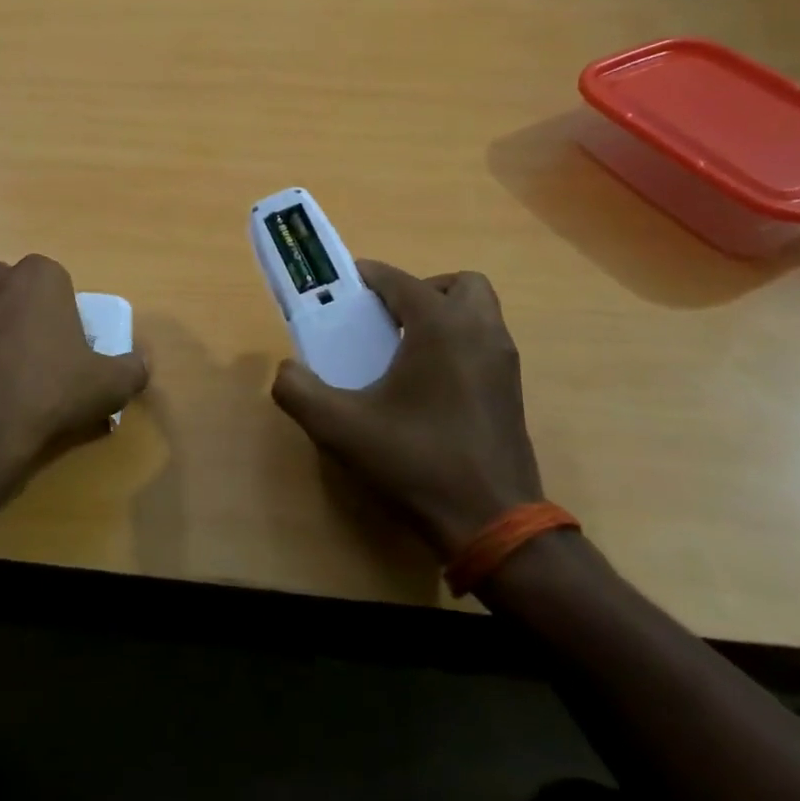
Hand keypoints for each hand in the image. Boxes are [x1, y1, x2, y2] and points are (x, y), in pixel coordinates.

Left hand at [0, 255, 147, 516]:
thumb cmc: (49, 392)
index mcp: (38, 276)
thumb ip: (133, 367)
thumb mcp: (109, 385)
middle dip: (27, 321)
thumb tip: (141, 363)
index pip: (58, 285)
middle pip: (18, 297)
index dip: (65, 317)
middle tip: (40, 366)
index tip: (69, 351)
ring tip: (5, 386)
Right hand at [271, 263, 542, 556]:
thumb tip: (287, 370)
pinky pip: (483, 344)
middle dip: (419, 291)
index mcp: (441, 328)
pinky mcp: (512, 392)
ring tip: (402, 350)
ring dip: (441, 316)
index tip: (341, 287)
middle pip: (456, 284)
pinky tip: (425, 385)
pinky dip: (456, 345)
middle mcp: (480, 333)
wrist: (492, 523)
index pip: (400, 281)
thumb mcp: (339, 428)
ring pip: (477, 313)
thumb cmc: (415, 462)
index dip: (367, 276)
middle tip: (386, 319)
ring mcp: (504, 363)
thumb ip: (298, 390)